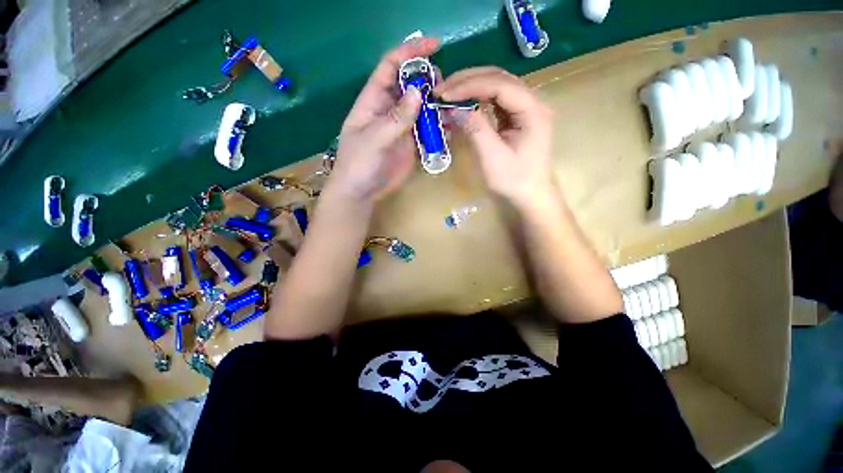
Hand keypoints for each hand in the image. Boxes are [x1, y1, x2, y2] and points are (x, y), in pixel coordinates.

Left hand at [327, 37, 439, 205]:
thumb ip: (395, 118)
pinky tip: (448, 129)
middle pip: (410, 85)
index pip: (390, 67)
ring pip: (422, 108)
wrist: (362, 192)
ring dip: (436, 106)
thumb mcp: (373, 139)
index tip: (434, 45)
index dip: (409, 53)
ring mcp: (402, 127)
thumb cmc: (359, 164)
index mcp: (373, 101)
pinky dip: (438, 127)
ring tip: (451, 109)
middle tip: (445, 88)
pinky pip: (427, 130)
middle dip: (428, 81)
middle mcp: (389, 110)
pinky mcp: (411, 144)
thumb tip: (417, 92)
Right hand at [435, 67, 554, 208]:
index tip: (444, 94)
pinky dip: (477, 98)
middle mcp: (531, 102)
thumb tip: (454, 108)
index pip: (499, 85)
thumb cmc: (514, 180)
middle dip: (468, 80)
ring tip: (448, 92)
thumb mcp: (493, 158)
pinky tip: (463, 102)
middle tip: (441, 89)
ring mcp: (525, 108)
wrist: (530, 194)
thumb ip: (476, 129)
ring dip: (471, 86)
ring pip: (496, 85)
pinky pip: (495, 99)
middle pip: (499, 78)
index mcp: (532, 110)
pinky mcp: (516, 117)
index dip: (469, 85)